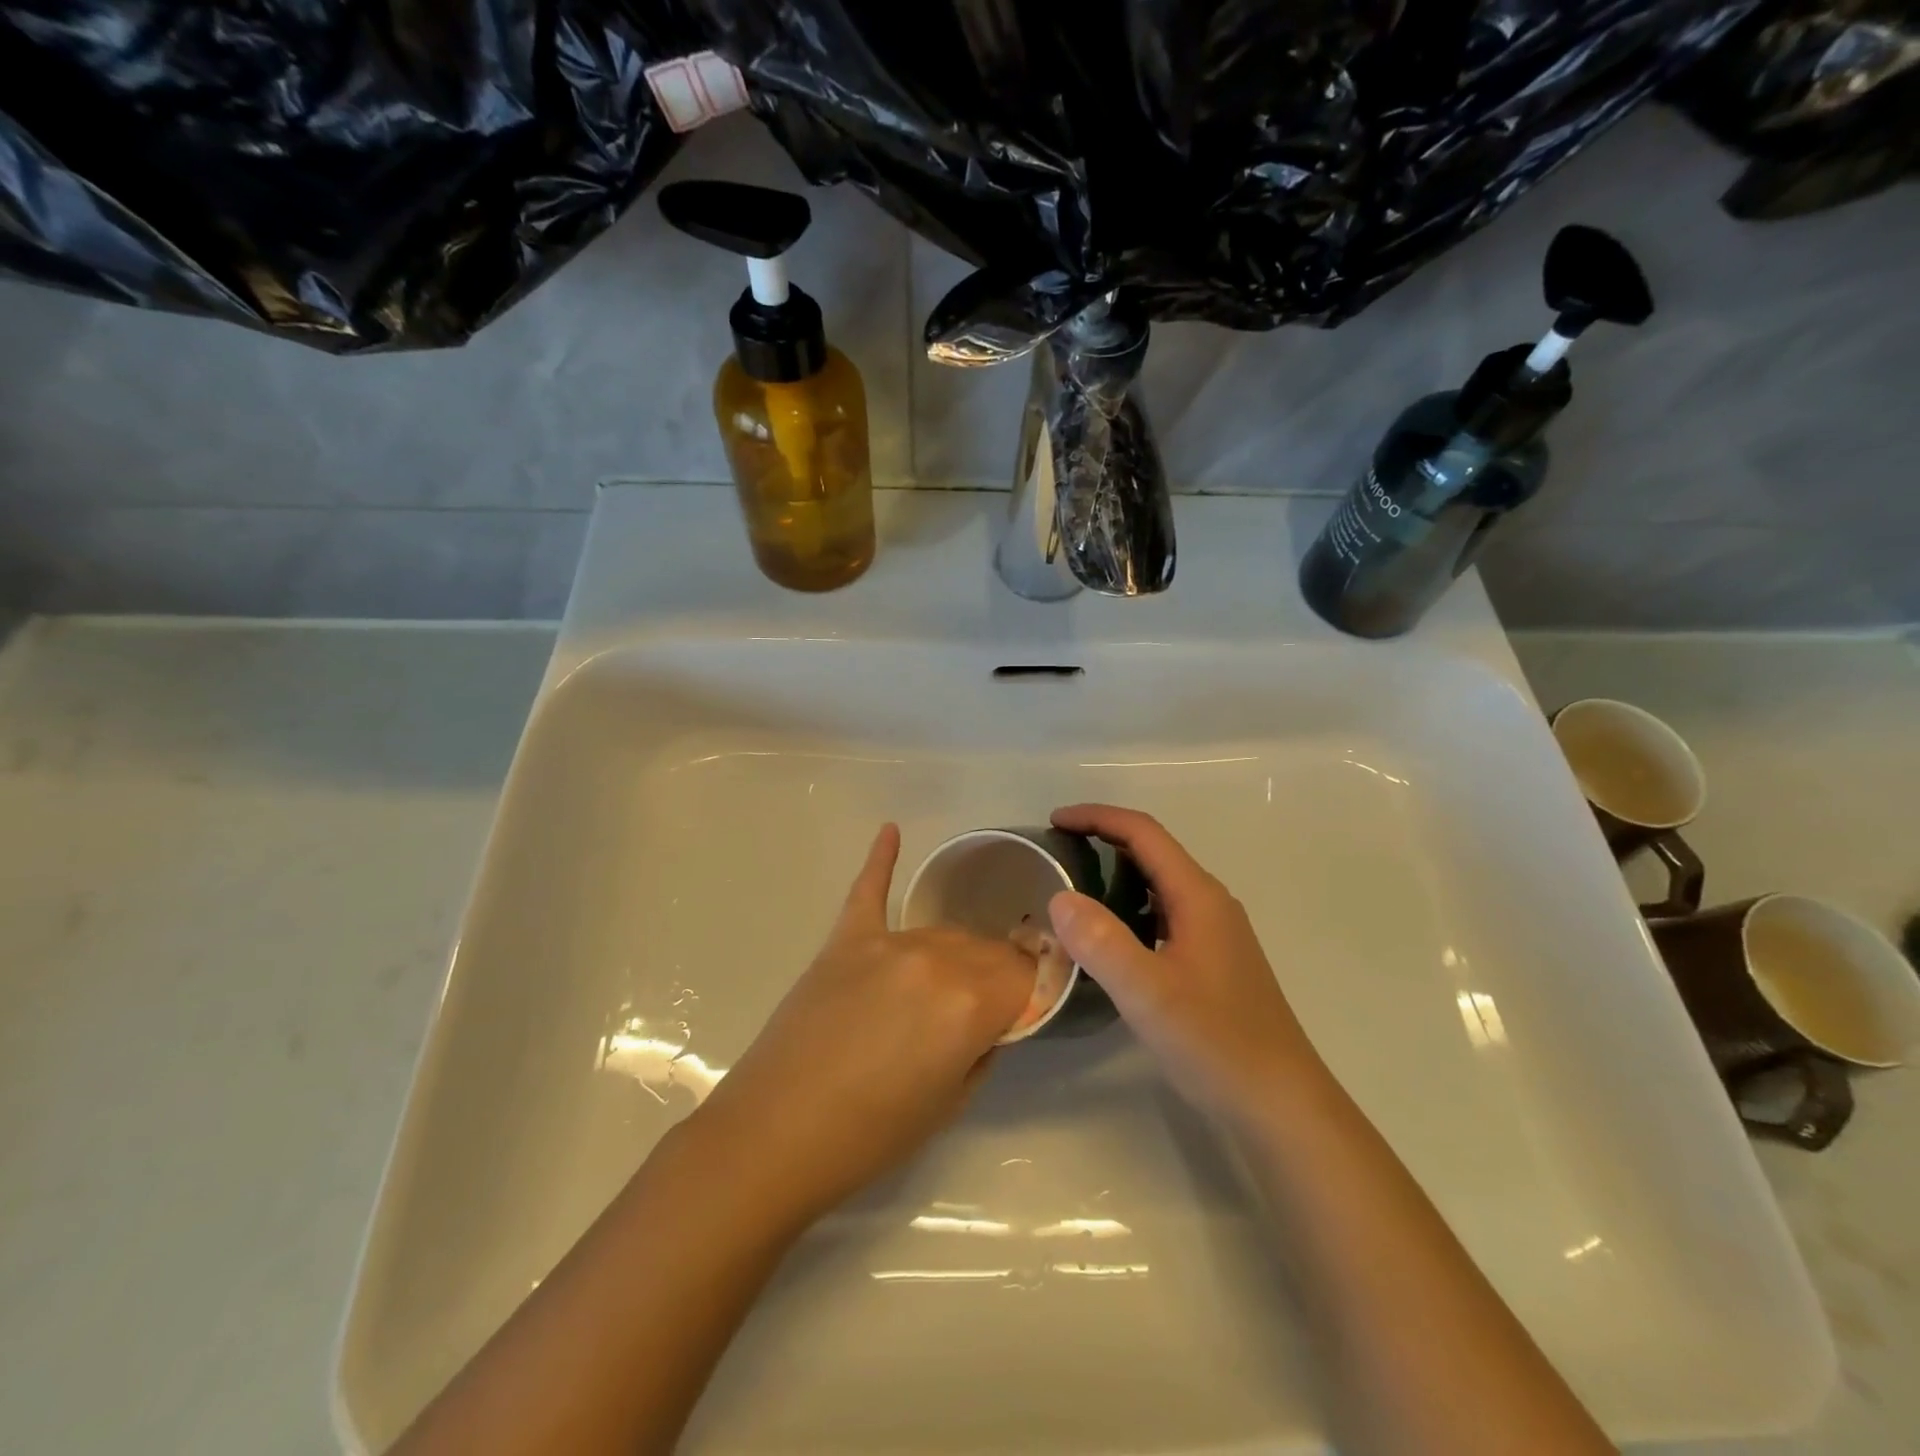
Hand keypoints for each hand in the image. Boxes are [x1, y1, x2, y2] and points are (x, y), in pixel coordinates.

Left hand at [685, 824, 1035, 1223]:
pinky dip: (881, 860)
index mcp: (971, 1002)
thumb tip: (993, 1017)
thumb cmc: (871, 1135)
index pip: (1025, 975)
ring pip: (942, 931)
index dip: (1033, 989)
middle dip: (997, 973)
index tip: (1031, 1003)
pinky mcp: (844, 940)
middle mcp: (936, 959)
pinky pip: (868, 890)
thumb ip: (985, 1045)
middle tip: (987, 1006)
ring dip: (955, 954)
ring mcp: (885, 943)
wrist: (773, 1136)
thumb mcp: (952, 1102)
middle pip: (986, 949)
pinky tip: (891, 830)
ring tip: (948, 983)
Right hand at [1046, 804, 1323, 1125]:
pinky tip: (1109, 940)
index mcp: (1198, 896)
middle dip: (1103, 841)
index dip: (1097, 818)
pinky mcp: (1213, 960)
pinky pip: (1164, 915)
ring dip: (1116, 875)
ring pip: (1159, 885)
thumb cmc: (1216, 1043)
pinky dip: (1130, 909)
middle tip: (1056, 854)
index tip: (1053, 822)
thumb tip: (1059, 897)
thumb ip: (1101, 942)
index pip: (1143, 833)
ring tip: (1073, 891)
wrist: (1281, 1104)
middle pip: (1152, 852)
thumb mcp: (1148, 993)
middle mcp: (1210, 903)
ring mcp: (1215, 933)